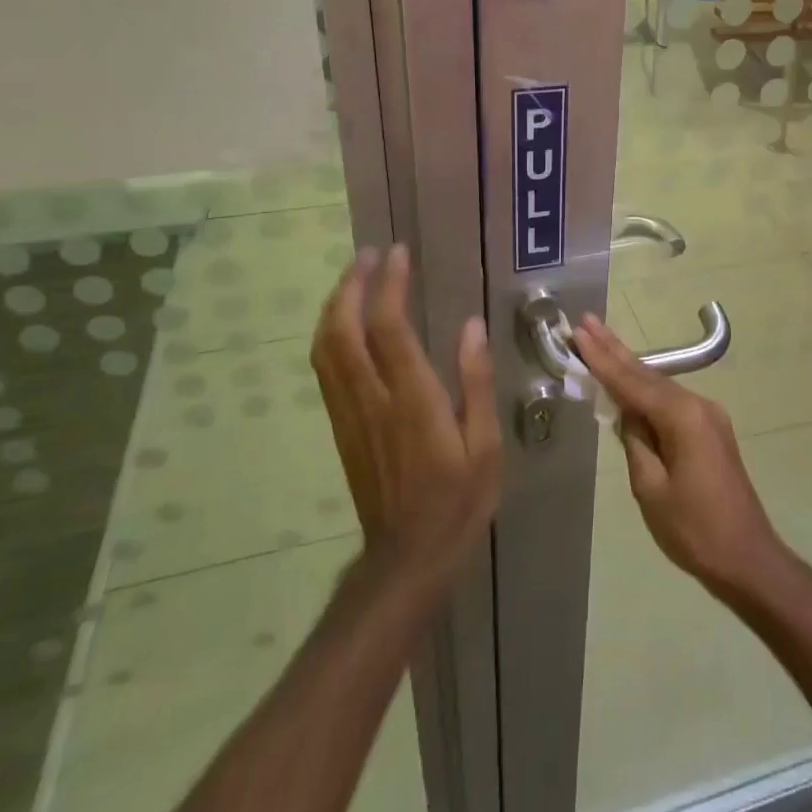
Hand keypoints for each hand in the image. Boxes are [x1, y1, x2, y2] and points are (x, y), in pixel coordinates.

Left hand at [312, 247, 500, 592]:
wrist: (407, 558)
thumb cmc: (458, 500)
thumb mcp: (485, 445)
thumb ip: (475, 382)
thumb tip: (471, 326)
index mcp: (412, 401)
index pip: (389, 329)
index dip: (389, 286)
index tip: (398, 254)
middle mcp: (372, 400)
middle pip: (344, 331)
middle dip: (352, 286)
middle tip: (369, 255)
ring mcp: (350, 414)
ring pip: (326, 349)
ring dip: (335, 306)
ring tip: (354, 278)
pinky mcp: (341, 427)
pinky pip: (326, 370)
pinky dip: (330, 335)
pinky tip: (344, 324)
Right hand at [572, 315, 787, 599]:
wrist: (747, 558)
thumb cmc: (694, 530)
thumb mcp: (650, 488)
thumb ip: (635, 442)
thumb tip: (628, 415)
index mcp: (683, 416)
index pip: (631, 382)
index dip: (602, 359)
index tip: (580, 332)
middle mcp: (698, 405)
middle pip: (647, 374)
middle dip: (614, 350)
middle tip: (587, 323)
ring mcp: (708, 416)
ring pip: (660, 386)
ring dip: (629, 369)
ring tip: (599, 344)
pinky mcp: (710, 431)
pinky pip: (671, 403)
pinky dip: (645, 392)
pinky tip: (628, 385)